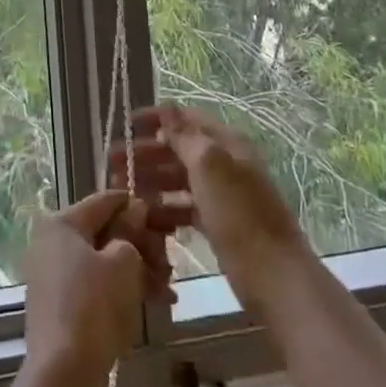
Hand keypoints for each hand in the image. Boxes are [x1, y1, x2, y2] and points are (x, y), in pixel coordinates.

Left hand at [21, 191, 170, 386]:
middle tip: (170, 265)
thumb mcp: (123, 262)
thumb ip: (131, 232)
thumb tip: (135, 211)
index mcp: (63, 224)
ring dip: (138, 271)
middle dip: (142, 246)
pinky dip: (122, 290)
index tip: (166, 219)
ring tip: (167, 291)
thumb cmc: (94, 306)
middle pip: (106, 232)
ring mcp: (54, 274)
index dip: (138, 206)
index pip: (106, 200)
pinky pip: (96, 285)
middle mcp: (53, 242)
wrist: (63, 373)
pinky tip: (154, 304)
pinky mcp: (60, 303)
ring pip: (104, 261)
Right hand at [110, 105, 310, 313]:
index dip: (155, 119)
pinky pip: (185, 209)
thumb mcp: (209, 166)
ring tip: (120, 193)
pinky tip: (144, 219)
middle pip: (178, 150)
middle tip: (110, 165)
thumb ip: (184, 137)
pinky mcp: (219, 225)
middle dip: (145, 154)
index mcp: (226, 144)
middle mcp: (224, 164)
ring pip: (179, 181)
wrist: (275, 277)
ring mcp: (222, 196)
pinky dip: (164, 211)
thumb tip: (167, 109)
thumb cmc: (239, 214)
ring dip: (149, 183)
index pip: (186, 120)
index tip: (123, 126)